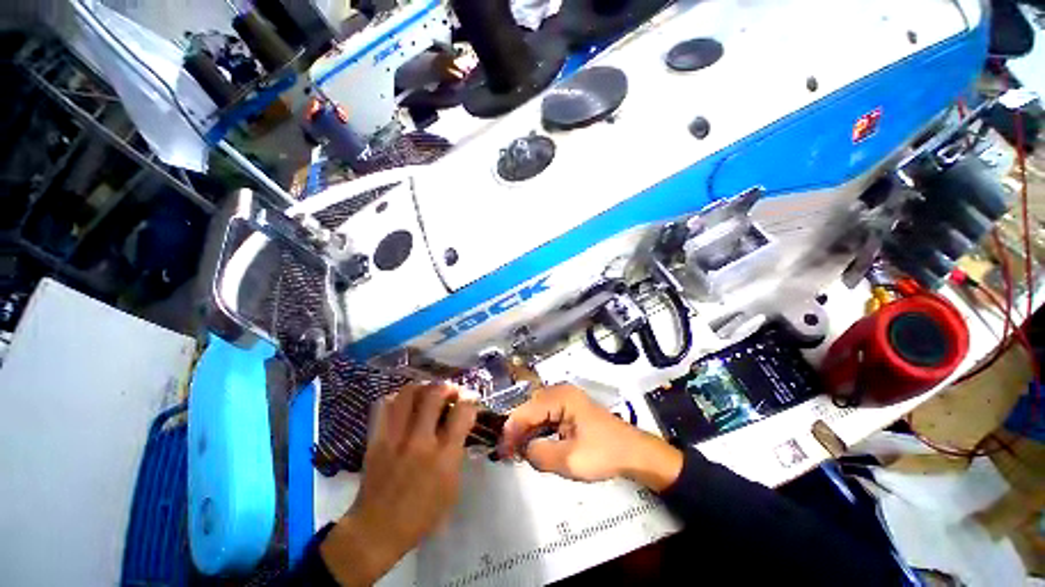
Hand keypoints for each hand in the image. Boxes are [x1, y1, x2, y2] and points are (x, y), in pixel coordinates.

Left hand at [320, 383, 477, 585]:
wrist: (376, 530)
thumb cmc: (421, 515)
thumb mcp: (452, 488)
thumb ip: (457, 452)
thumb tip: (459, 426)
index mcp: (444, 457)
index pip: (462, 412)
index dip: (470, 401)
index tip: (470, 401)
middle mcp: (420, 441)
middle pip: (435, 394)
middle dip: (447, 387)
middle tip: (451, 392)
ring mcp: (395, 438)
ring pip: (409, 393)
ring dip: (423, 387)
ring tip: (428, 394)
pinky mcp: (376, 439)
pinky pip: (385, 405)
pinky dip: (398, 398)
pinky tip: (405, 405)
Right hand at [499, 384, 682, 491]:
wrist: (633, 453)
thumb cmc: (604, 453)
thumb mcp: (570, 460)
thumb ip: (540, 454)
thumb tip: (522, 450)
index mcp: (561, 397)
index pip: (527, 410)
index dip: (512, 430)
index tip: (501, 451)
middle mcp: (561, 392)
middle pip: (530, 408)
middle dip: (518, 430)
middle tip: (508, 453)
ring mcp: (565, 399)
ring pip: (537, 413)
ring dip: (527, 431)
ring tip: (517, 451)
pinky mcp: (569, 409)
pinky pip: (546, 417)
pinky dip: (538, 431)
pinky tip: (534, 445)